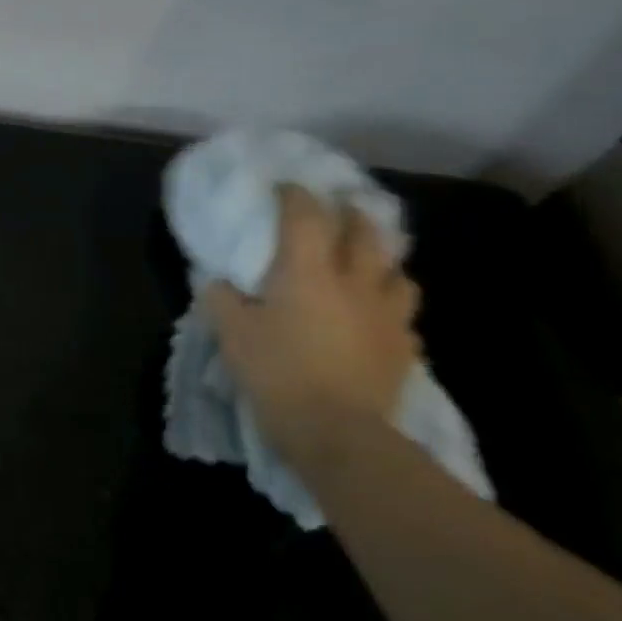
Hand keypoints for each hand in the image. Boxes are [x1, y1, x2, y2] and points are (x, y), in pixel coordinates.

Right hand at [201, 185, 421, 472]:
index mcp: (308, 272)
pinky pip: (404, 317)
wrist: (339, 434)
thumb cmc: (278, 372)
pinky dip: (392, 307)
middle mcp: (354, 283)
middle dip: (353, 214)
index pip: (306, 217)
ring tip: (369, 262)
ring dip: (383, 260)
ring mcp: (387, 317)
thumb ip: (221, 298)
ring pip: (398, 273)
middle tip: (342, 207)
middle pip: (366, 234)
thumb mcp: (231, 333)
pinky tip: (379, 317)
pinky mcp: (404, 350)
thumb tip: (217, 281)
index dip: (296, 195)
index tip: (285, 186)